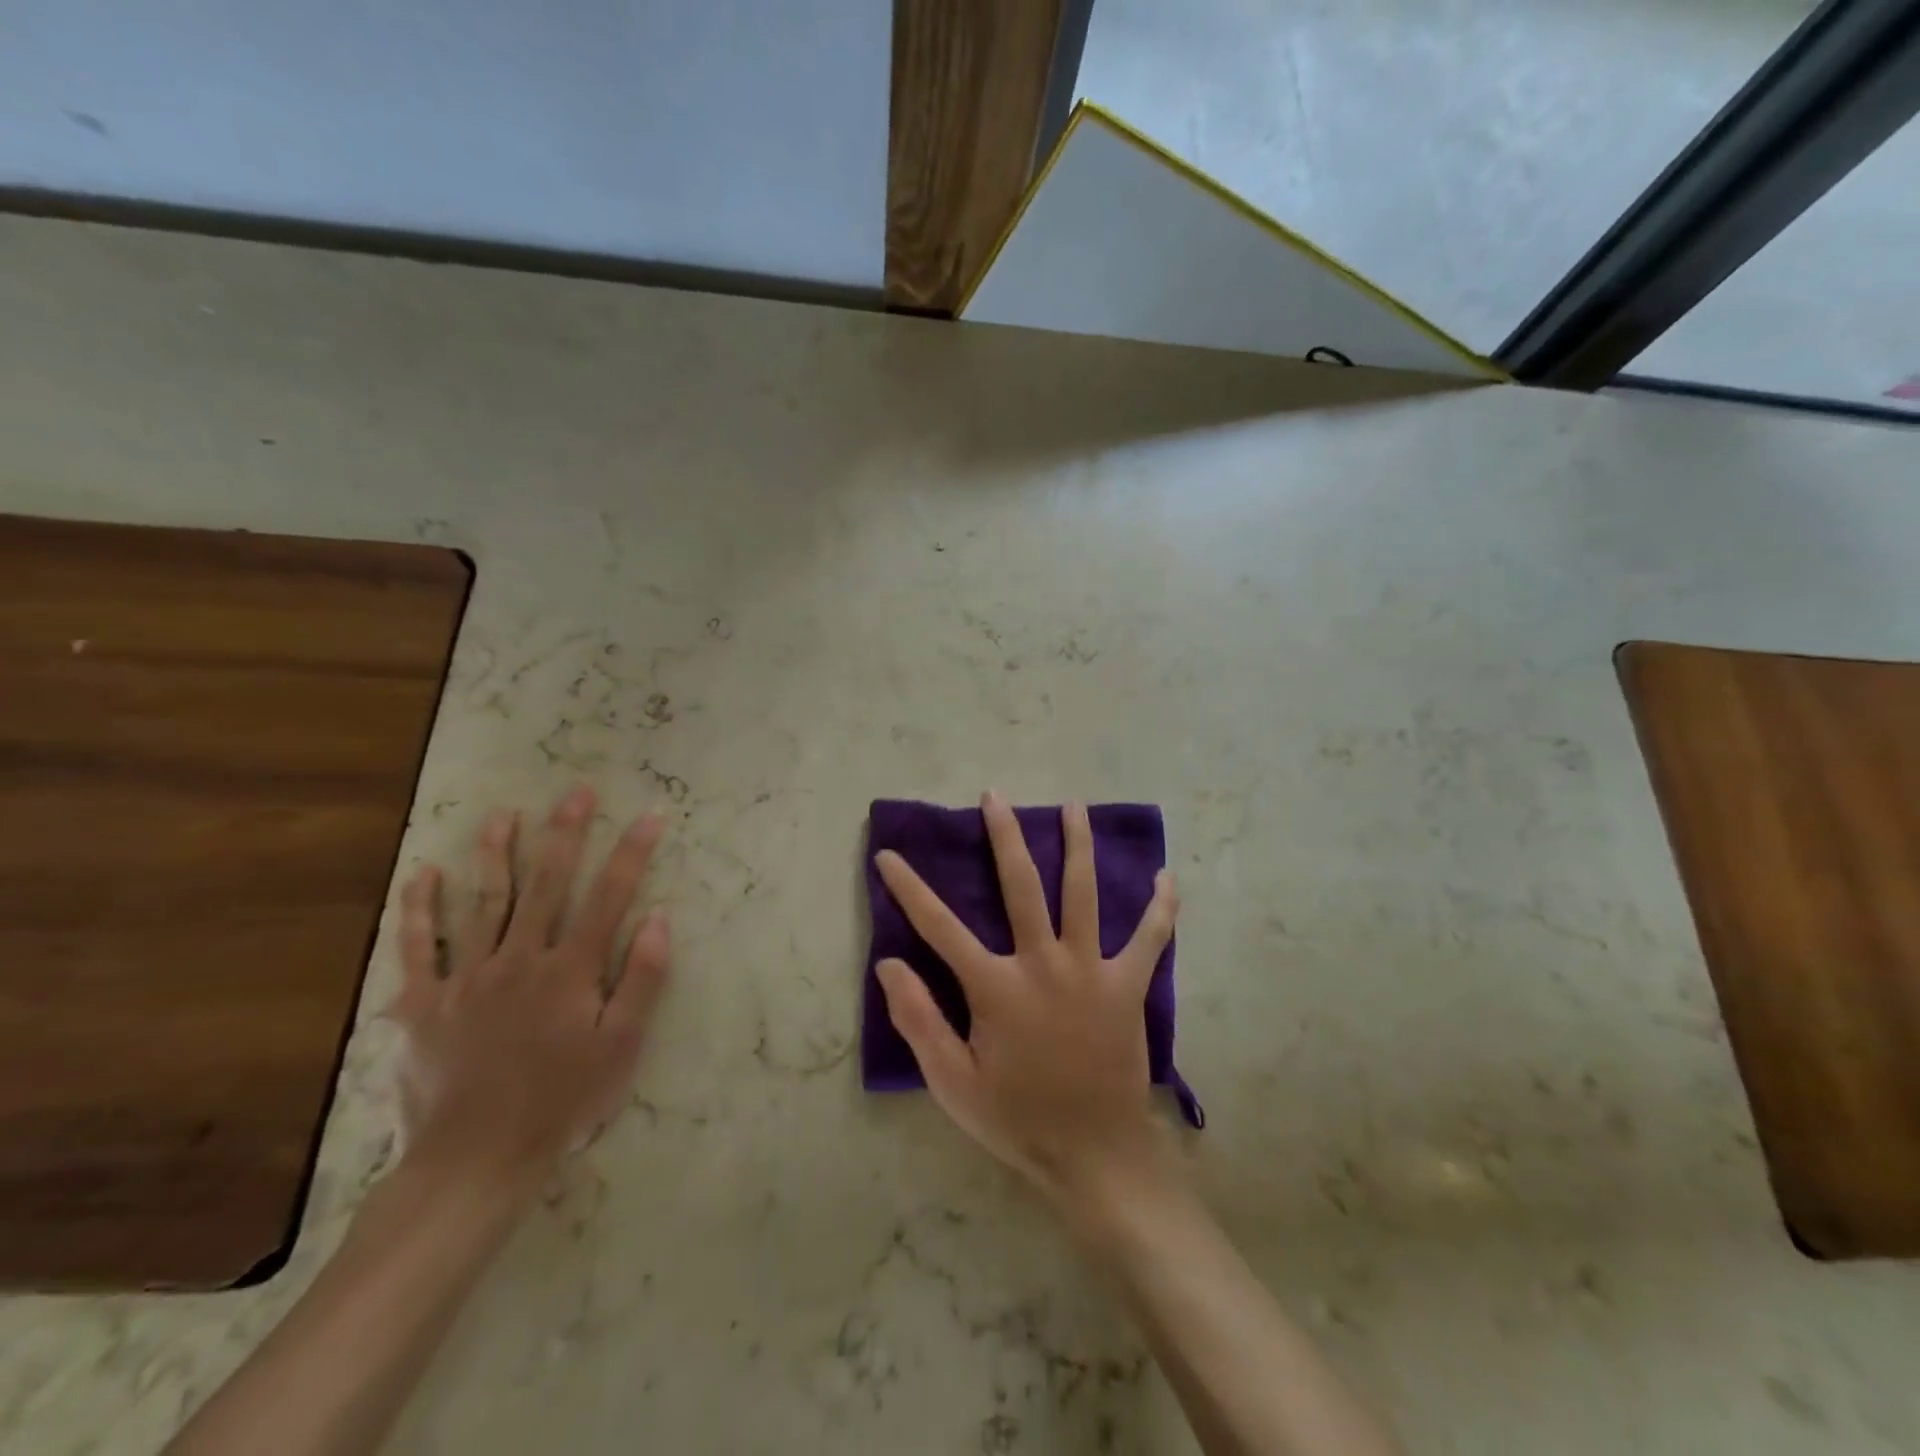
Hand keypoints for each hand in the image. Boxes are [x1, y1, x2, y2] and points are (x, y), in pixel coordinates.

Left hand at [388, 785, 670, 1198]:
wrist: (478, 1156)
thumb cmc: (563, 1100)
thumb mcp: (623, 1046)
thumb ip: (644, 979)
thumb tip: (661, 918)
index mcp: (571, 970)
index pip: (610, 897)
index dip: (632, 853)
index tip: (650, 816)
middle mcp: (521, 959)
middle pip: (548, 884)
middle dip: (567, 834)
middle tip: (577, 792)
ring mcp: (468, 977)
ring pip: (485, 902)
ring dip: (497, 854)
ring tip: (504, 814)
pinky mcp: (425, 1003)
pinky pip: (418, 948)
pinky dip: (419, 909)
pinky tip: (424, 874)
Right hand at [873, 791, 1178, 1207]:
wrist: (1095, 1156)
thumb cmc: (1018, 1119)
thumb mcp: (952, 1083)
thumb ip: (919, 1020)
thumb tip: (887, 964)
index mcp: (996, 987)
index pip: (939, 927)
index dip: (909, 888)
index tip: (889, 855)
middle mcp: (1043, 964)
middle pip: (1021, 885)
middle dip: (1004, 836)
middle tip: (996, 796)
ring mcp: (1090, 970)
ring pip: (1083, 893)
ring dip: (1077, 845)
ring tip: (1073, 806)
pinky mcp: (1127, 986)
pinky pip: (1149, 939)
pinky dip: (1160, 908)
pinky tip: (1167, 877)